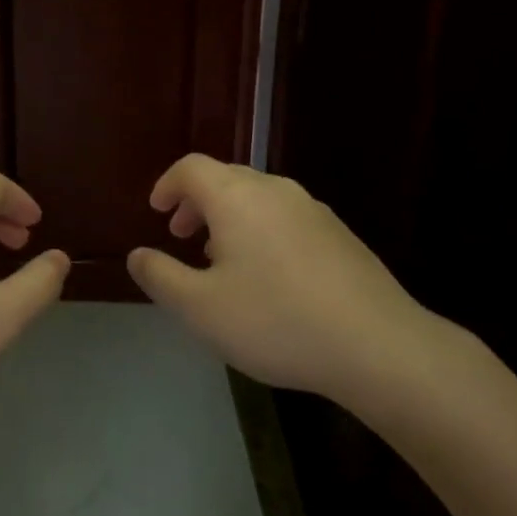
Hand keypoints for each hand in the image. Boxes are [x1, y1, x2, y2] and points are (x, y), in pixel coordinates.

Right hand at [126, 155, 442, 410]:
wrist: (379, 346)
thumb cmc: (276, 321)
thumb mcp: (200, 308)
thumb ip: (160, 277)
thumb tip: (137, 256)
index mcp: (236, 197)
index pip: (191, 168)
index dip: (167, 185)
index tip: (158, 213)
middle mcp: (275, 190)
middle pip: (225, 178)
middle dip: (197, 202)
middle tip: (183, 237)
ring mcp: (313, 210)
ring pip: (258, 198)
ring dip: (229, 217)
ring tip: (221, 259)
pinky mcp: (339, 234)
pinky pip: (285, 217)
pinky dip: (261, 230)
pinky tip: (267, 277)